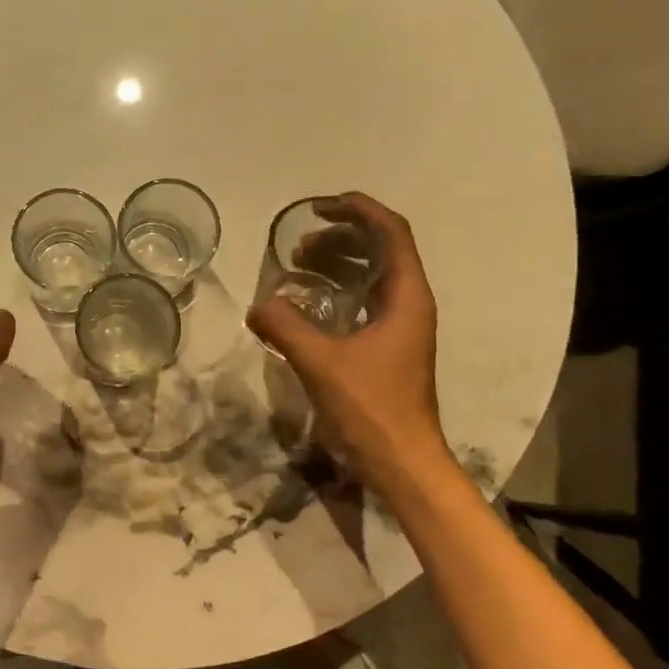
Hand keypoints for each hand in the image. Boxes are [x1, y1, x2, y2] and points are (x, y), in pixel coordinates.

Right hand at [246, 192, 451, 498]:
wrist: (402, 463)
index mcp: (406, 297)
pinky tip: (308, 304)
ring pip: (372, 277)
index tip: (323, 205)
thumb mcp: (321, 362)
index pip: (391, 233)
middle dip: (341, 238)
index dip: (360, 210)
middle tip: (299, 244)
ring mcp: (402, 328)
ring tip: (298, 266)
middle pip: (381, 250)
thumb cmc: (371, 408)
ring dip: (338, 263)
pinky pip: (364, 302)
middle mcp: (410, 304)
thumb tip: (258, 304)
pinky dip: (338, 291)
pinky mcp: (389, 349)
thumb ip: (285, 326)